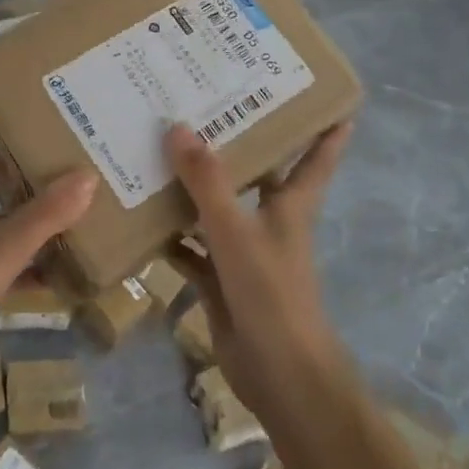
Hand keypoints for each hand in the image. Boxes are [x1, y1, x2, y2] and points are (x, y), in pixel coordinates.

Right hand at [163, 122, 353, 420]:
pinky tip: (141, 216)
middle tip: (205, 104)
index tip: (326, 93)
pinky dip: (171, 235)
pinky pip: (190, 247)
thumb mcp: (237, 231)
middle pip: (257, 173)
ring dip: (193, 186)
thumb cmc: (272, 293)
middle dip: (237, 143)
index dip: (326, 126)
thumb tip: (179, 127)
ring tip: (159, 148)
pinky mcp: (220, 279)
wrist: (279, 375)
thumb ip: (207, 182)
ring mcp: (243, 251)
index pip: (317, 156)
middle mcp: (269, 221)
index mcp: (291, 204)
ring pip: (217, 208)